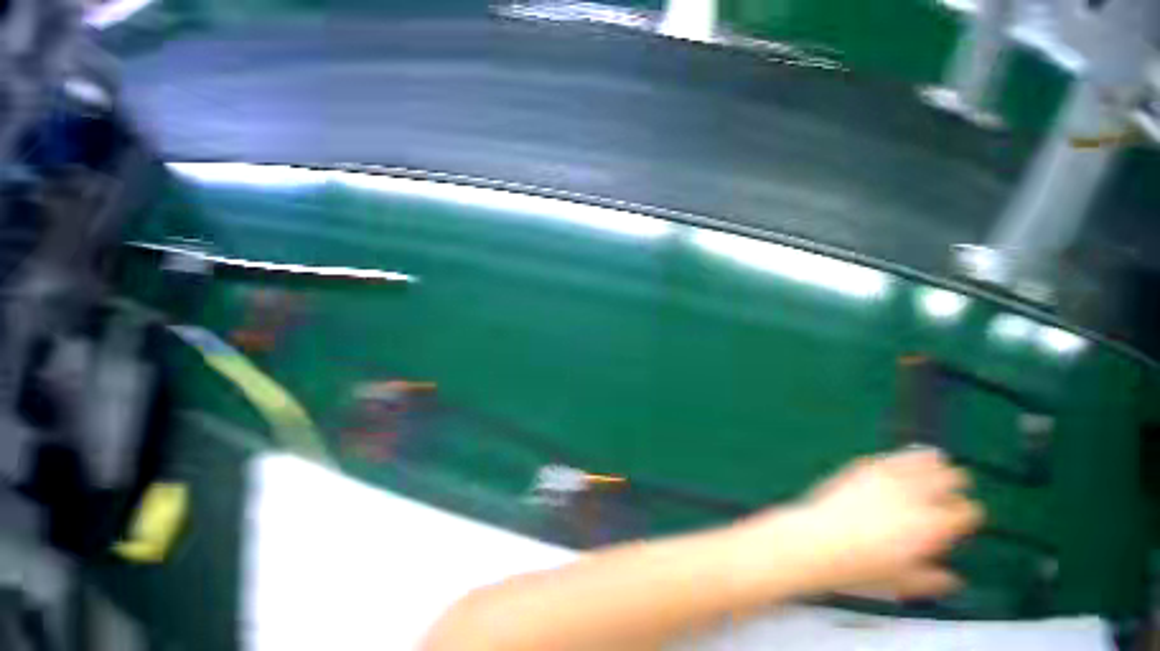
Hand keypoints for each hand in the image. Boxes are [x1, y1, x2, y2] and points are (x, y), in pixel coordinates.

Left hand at [738, 448, 984, 599]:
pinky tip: (911, 472)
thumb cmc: (855, 572)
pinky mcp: (880, 461)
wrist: (812, 546)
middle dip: (957, 493)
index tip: (962, 526)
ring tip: (931, 488)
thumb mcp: (896, 584)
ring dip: (941, 474)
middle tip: (947, 507)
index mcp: (932, 526)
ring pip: (939, 461)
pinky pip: (911, 452)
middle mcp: (924, 494)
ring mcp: (901, 473)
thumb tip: (953, 581)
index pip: (969, 513)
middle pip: (959, 480)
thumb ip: (930, 581)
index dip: (968, 519)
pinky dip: (918, 460)